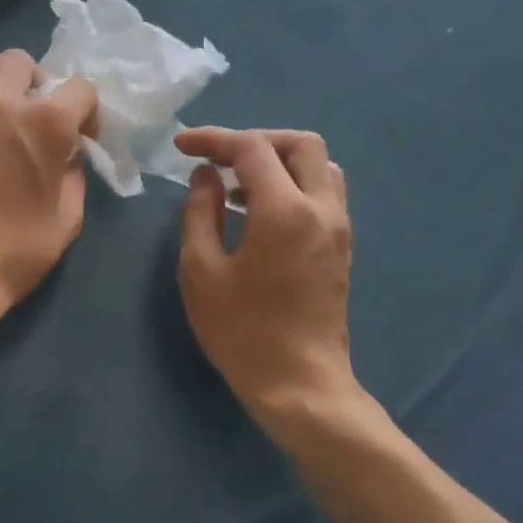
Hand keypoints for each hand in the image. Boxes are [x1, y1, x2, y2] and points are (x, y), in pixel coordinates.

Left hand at [0, 48, 98, 341]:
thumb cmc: (16, 252)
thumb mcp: (67, 218)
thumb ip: (73, 173)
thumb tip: (65, 154)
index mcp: (45, 123)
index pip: (80, 88)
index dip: (87, 112)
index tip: (81, 138)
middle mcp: (0, 103)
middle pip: (20, 61)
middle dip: (35, 83)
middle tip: (34, 118)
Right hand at [175, 127, 364, 438]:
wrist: (299, 382)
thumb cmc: (241, 330)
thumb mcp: (201, 271)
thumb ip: (201, 213)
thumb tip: (204, 177)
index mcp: (284, 210)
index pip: (252, 149)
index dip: (214, 140)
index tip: (181, 146)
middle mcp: (322, 208)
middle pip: (300, 144)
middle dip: (256, 141)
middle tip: (218, 159)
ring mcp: (339, 228)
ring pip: (319, 167)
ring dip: (279, 162)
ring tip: (237, 185)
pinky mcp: (342, 247)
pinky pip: (323, 193)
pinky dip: (292, 185)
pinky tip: (259, 212)